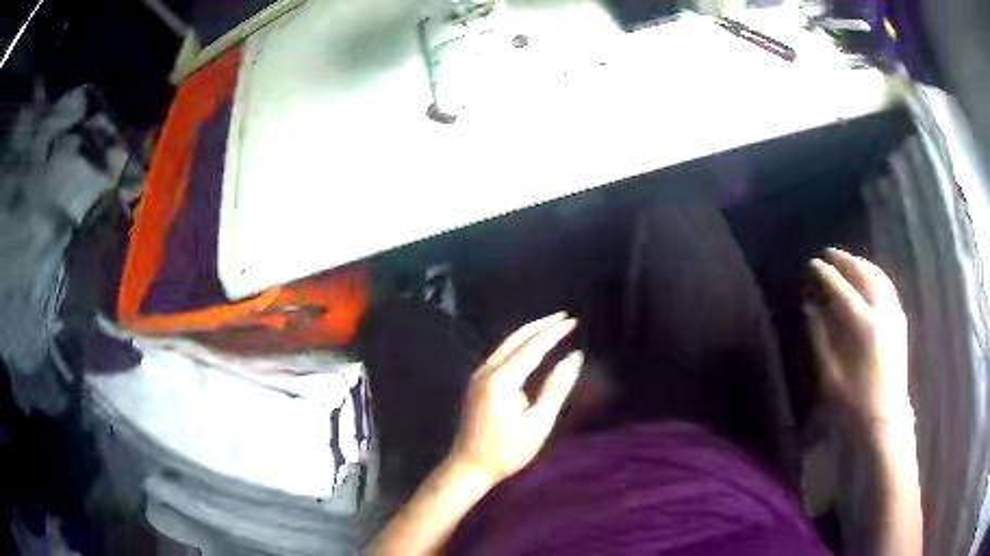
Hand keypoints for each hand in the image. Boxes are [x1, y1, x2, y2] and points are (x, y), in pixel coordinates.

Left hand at [449, 313, 582, 483]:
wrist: (469, 467)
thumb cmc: (507, 451)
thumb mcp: (538, 423)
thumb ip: (556, 388)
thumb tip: (574, 358)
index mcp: (501, 380)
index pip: (532, 347)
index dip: (554, 333)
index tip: (573, 321)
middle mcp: (486, 371)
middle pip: (515, 339)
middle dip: (540, 325)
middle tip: (564, 317)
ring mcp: (478, 376)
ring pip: (506, 345)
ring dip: (529, 334)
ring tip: (552, 327)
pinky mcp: (477, 384)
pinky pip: (501, 356)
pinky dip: (519, 347)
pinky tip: (531, 349)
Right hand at [805, 248, 912, 424]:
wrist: (886, 420)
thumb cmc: (854, 404)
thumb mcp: (830, 376)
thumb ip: (820, 337)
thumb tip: (810, 306)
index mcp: (864, 327)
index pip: (843, 289)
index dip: (827, 274)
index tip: (813, 262)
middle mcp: (882, 313)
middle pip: (864, 275)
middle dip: (846, 260)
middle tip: (829, 254)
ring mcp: (894, 315)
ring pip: (879, 277)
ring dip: (862, 264)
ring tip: (848, 261)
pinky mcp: (900, 322)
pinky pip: (888, 288)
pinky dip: (876, 276)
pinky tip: (869, 279)